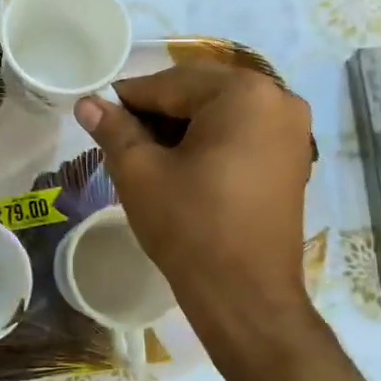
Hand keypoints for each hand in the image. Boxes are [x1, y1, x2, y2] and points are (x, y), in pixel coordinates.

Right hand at [76, 64, 312, 331]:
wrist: (246, 297)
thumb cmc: (191, 227)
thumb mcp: (140, 173)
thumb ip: (114, 129)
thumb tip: (87, 103)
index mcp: (243, 93)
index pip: (170, 83)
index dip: (128, 99)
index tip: (98, 113)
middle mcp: (277, 98)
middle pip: (199, 91)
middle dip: (158, 110)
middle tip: (122, 137)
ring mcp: (293, 129)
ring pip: (221, 110)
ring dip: (183, 124)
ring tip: (148, 153)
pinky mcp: (294, 157)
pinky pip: (242, 130)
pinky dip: (210, 138)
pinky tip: (183, 164)